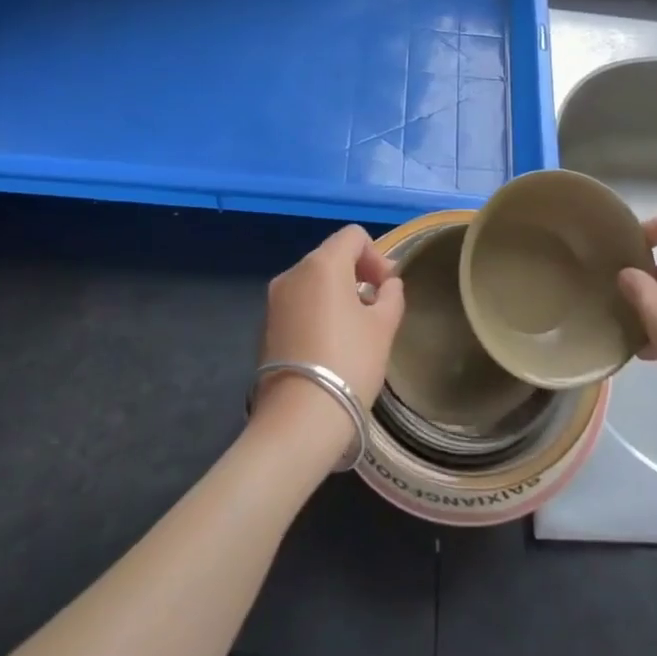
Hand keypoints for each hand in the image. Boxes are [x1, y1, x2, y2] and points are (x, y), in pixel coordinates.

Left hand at [255, 226, 405, 445]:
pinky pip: (298, 305)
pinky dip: (317, 312)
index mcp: (322, 264)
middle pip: (331, 256)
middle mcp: (292, 273)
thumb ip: (391, 295)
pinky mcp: (265, 327)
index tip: (387, 288)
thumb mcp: (384, 326)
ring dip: (337, 294)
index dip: (376, 256)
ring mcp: (274, 301)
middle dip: (357, 274)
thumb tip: (387, 284)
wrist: (299, 419)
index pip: (353, 236)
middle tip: (377, 308)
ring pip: (313, 282)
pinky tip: (330, 346)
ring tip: (355, 329)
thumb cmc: (349, 362)